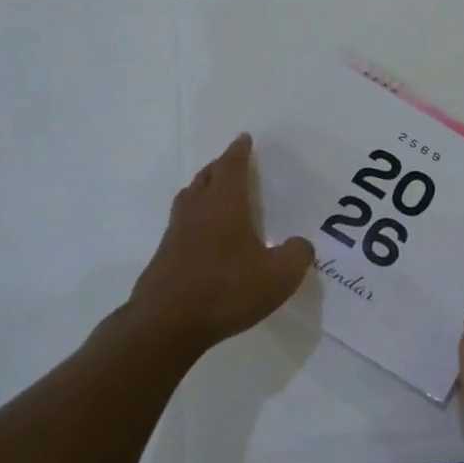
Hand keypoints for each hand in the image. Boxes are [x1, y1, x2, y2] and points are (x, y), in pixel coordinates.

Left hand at [128, 134, 312, 353]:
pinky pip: (181, 226)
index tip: (244, 139)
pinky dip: (194, 220)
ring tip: (214, 195)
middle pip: (205, 178)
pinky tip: (204, 239)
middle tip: (231, 164)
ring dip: (202, 190)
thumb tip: (300, 245)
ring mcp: (175, 235)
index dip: (239, 151)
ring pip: (188, 200)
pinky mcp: (163, 259)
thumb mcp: (279, 276)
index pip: (231, 167)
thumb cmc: (226, 290)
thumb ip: (297, 255)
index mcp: (224, 205)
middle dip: (219, 167)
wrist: (166, 324)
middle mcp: (196, 212)